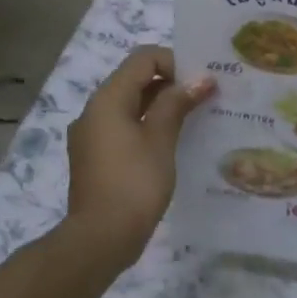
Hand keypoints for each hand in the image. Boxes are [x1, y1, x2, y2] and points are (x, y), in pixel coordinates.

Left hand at [65, 46, 213, 260]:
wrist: (100, 239)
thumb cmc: (134, 183)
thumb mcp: (160, 139)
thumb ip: (177, 103)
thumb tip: (200, 79)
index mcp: (107, 99)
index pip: (142, 59)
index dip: (174, 62)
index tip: (201, 83)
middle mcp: (94, 111)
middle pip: (135, 80)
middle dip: (171, 84)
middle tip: (204, 99)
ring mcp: (92, 136)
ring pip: (130, 106)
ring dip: (161, 106)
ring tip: (194, 120)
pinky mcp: (96, 158)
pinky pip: (124, 128)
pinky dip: (148, 127)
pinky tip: (172, 145)